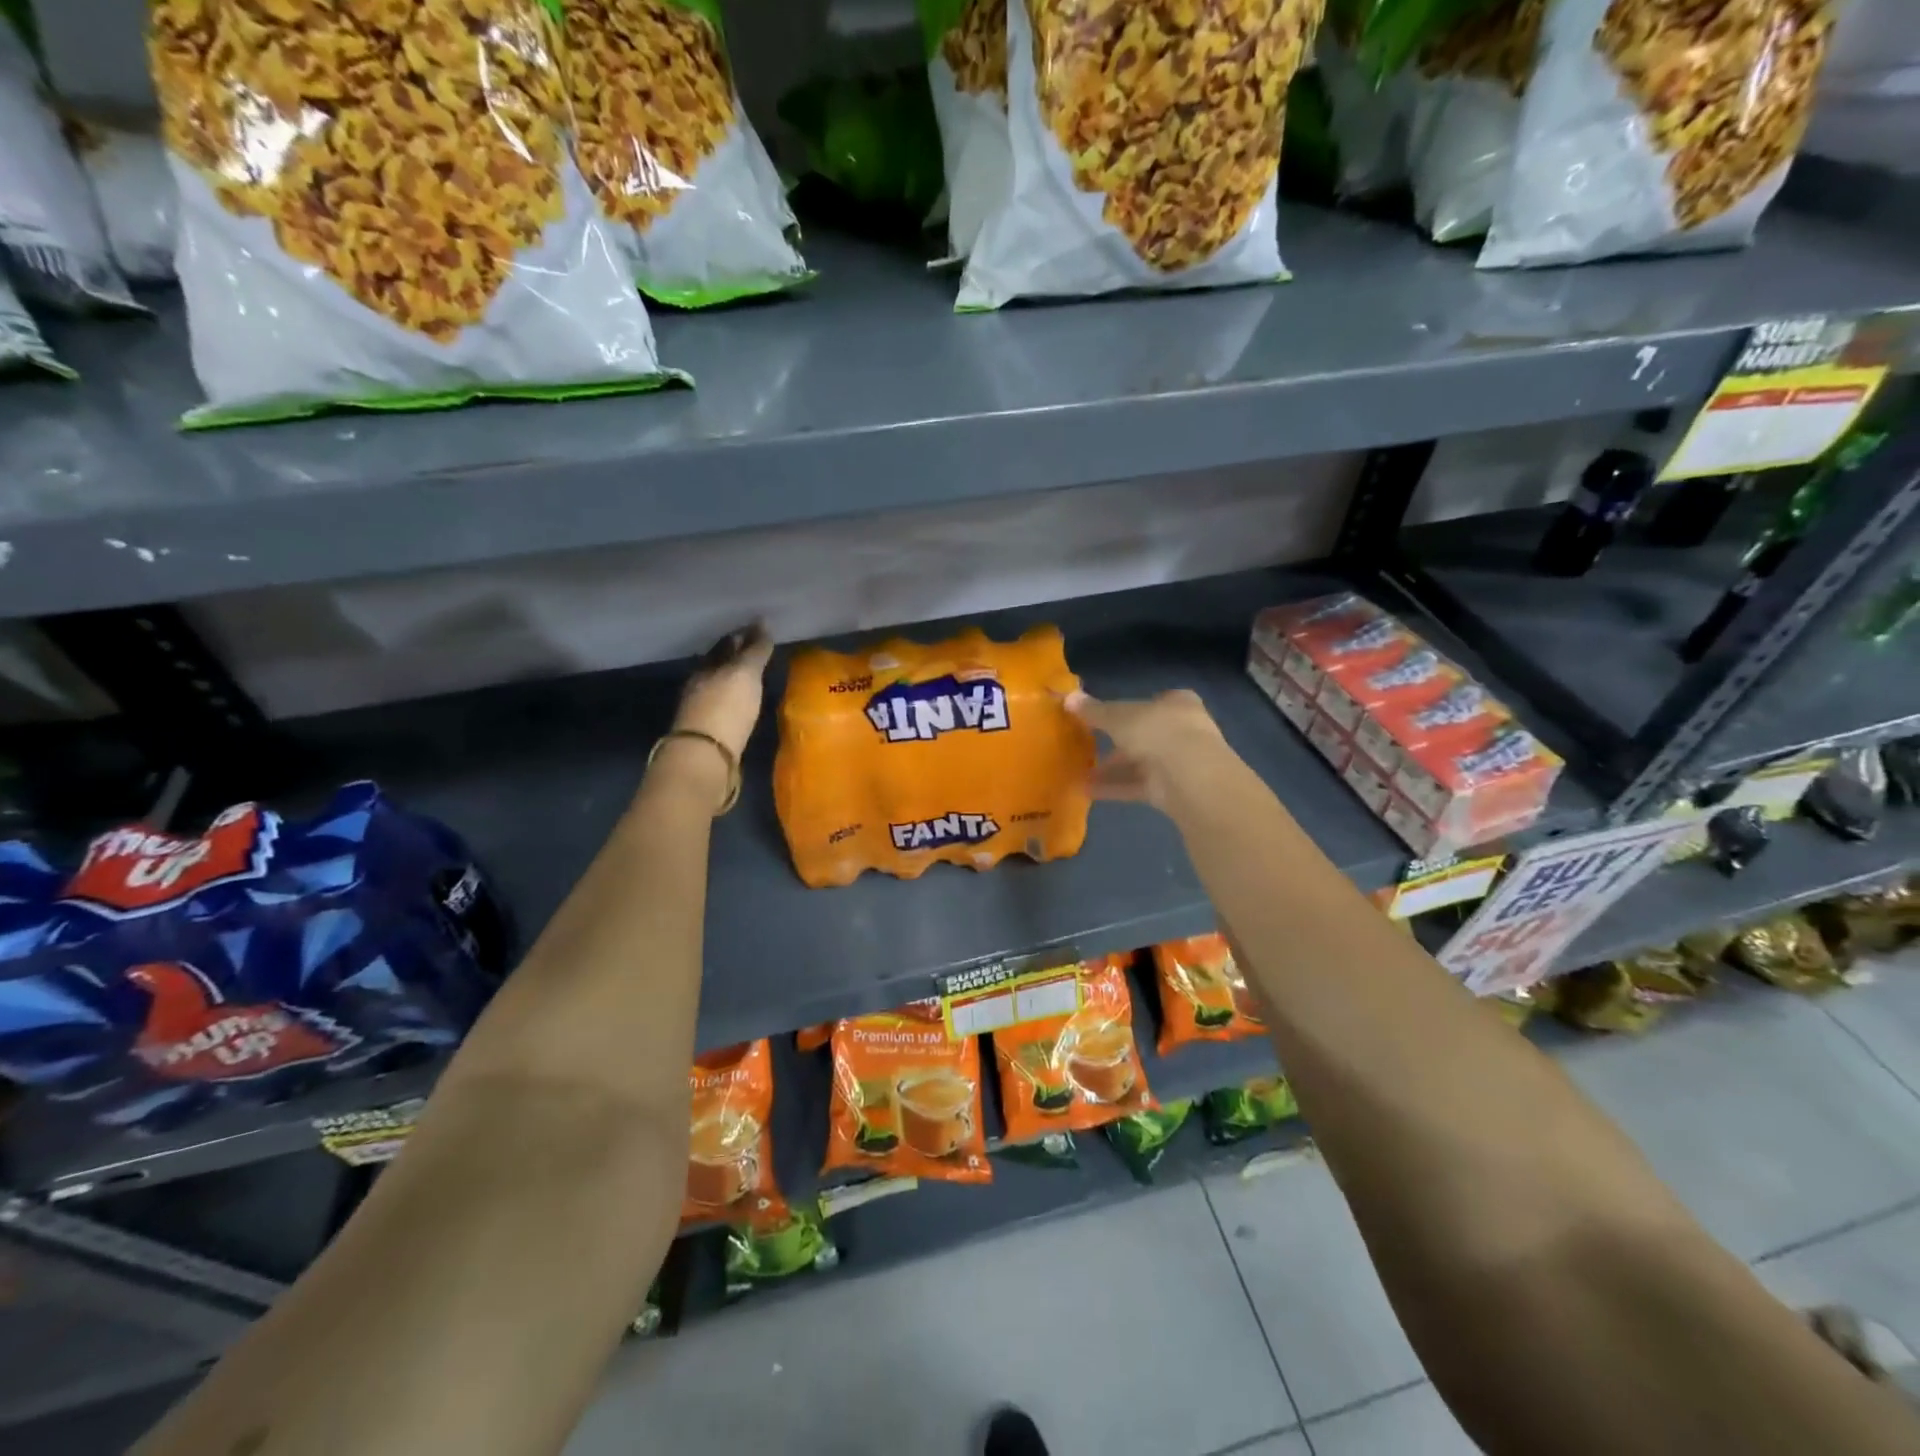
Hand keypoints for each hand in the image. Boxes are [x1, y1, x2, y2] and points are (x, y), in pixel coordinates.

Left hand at [674, 625, 773, 762]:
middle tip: (757, 650)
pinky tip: (743, 703)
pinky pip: (723, 707)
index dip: (742, 636)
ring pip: (719, 686)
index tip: (758, 630)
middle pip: (719, 665)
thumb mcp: (745, 673)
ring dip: (734, 680)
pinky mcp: (709, 733)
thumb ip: (755, 650)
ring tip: (752, 677)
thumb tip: (763, 621)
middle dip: (735, 656)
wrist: (706, 755)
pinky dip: (734, 700)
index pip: (725, 645)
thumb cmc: (726, 707)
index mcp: (706, 667)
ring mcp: (702, 709)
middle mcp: (700, 684)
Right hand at [1067, 688, 1226, 811]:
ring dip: (1111, 769)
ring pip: (1140, 763)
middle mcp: (1183, 730)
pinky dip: (1115, 787)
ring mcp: (1181, 762)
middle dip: (1115, 744)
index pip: (1153, 702)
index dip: (1129, 709)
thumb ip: (1094, 710)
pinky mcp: (1173, 790)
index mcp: (1178, 704)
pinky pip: (1139, 785)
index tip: (1104, 718)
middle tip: (1086, 749)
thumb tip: (1067, 697)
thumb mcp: (1118, 717)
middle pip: (1144, 735)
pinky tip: (1087, 791)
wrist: (1190, 776)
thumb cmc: (1156, 731)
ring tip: (1079, 775)